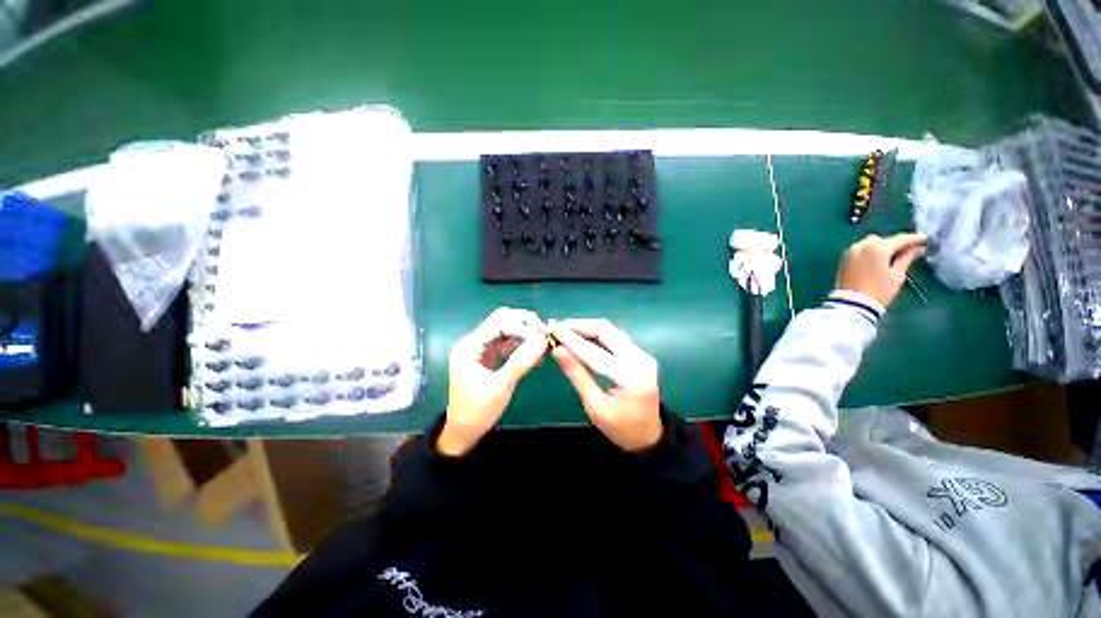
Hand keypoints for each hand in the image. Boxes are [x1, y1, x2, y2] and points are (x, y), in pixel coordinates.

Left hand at [439, 307, 547, 456]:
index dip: (523, 325)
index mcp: (470, 346)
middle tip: (545, 335)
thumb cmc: (478, 411)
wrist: (463, 433)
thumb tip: (543, 339)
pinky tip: (536, 357)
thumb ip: (521, 360)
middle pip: (502, 321)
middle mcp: (473, 342)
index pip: (499, 322)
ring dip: (524, 335)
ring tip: (544, 345)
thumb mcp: (501, 385)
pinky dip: (520, 347)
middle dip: (525, 325)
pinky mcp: (487, 358)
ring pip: (506, 331)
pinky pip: (506, 344)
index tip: (544, 336)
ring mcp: (480, 349)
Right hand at [548, 319, 662, 451]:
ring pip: (611, 330)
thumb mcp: (595, 406)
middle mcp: (640, 358)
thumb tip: (557, 350)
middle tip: (557, 326)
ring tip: (565, 329)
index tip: (552, 328)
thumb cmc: (620, 427)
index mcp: (629, 376)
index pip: (594, 351)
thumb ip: (577, 375)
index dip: (570, 338)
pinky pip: (615, 337)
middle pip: (606, 330)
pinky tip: (581, 336)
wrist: (649, 436)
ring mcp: (642, 354)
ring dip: (587, 327)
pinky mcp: (640, 354)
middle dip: (580, 325)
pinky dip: (596, 334)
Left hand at [836, 233, 926, 307]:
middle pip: (883, 240)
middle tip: (909, 251)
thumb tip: (918, 248)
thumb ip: (907, 258)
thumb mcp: (897, 274)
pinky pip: (860, 250)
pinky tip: (878, 260)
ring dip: (882, 247)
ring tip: (894, 257)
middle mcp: (861, 246)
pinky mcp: (844, 259)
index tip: (926, 239)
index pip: (899, 239)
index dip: (914, 239)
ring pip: (870, 243)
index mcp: (876, 247)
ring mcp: (850, 252)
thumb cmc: (879, 290)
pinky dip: (870, 252)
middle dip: (895, 243)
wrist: (852, 304)